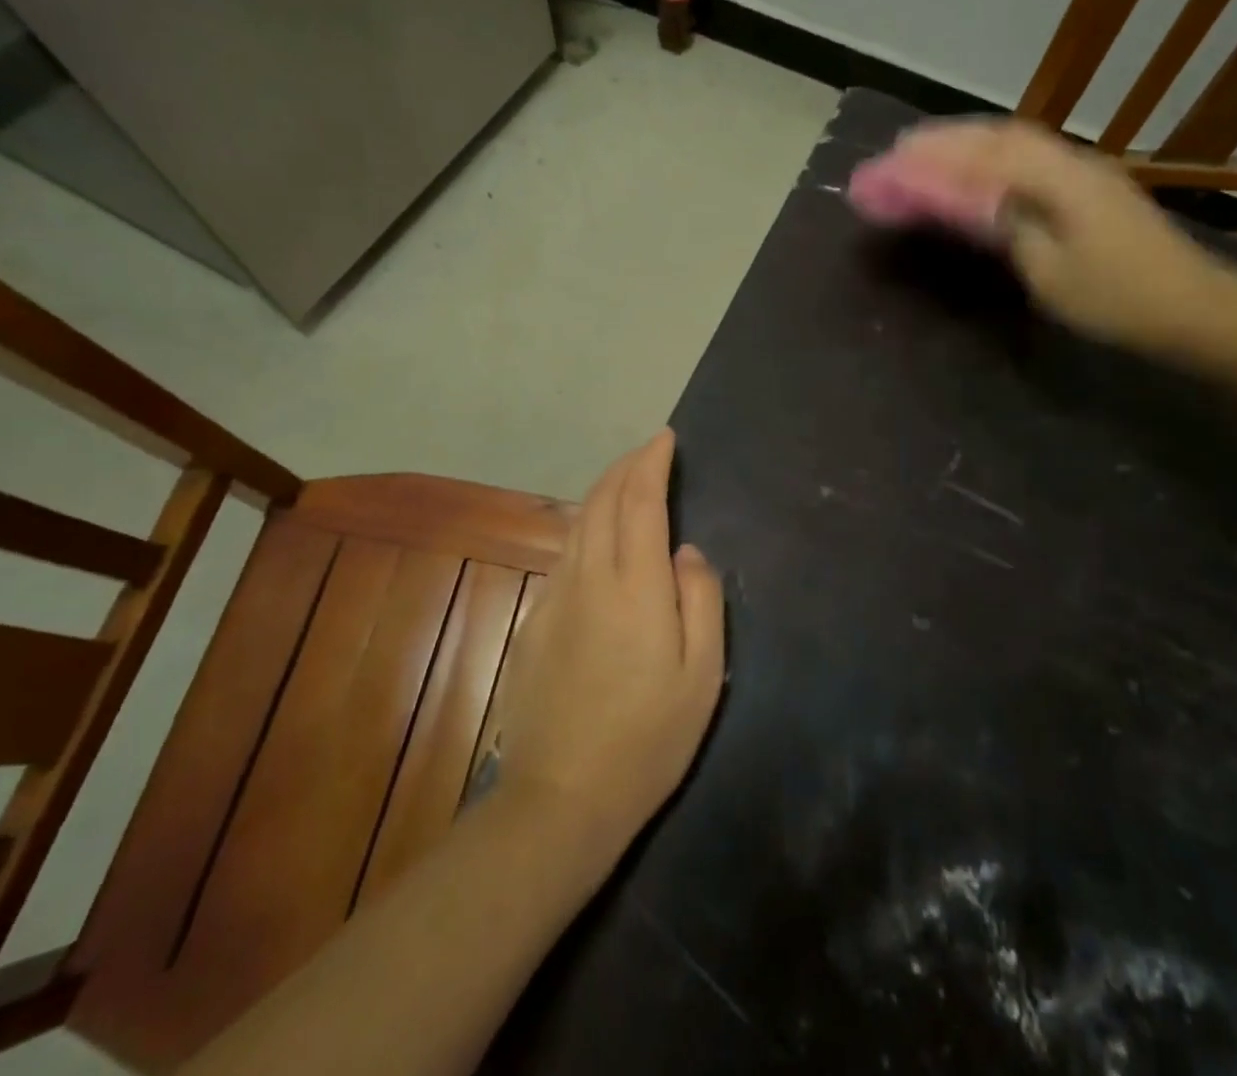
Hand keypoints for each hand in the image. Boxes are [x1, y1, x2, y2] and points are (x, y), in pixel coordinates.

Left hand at [490, 429, 724, 862]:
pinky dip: (588, 529)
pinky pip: (565, 556)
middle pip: (603, 500)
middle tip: (649, 451)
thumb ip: (700, 601)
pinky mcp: (534, 623)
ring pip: (579, 524)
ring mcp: (554, 599)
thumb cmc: (648, 739)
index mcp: (634, 585)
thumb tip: (687, 553)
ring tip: (628, 483)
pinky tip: (600, 542)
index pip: (640, 501)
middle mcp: (588, 578)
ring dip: (604, 492)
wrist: (561, 799)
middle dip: (626, 466)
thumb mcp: (702, 675)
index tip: (664, 438)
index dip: (651, 462)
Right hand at [884, 118, 1233, 348]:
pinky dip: (993, 157)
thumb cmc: (1115, 298)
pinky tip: (978, 168)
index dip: (936, 154)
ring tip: (929, 152)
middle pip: (1000, 136)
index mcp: (1059, 179)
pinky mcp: (1091, 187)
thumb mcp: (1049, 270)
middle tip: (902, 148)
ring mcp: (1085, 171)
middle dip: (947, 140)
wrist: (1190, 306)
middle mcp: (1072, 161)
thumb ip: (1006, 225)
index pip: (985, 155)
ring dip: (970, 144)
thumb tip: (967, 198)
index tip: (895, 155)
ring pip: (1017, 143)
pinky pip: (1031, 158)